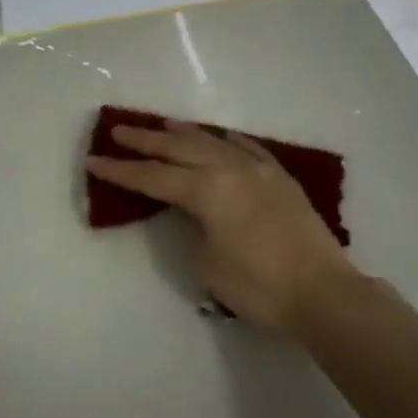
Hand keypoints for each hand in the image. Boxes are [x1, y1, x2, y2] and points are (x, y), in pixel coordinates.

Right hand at [85, 121, 356, 331]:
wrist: (323, 292)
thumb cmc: (259, 286)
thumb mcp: (208, 265)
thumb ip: (194, 230)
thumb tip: (195, 215)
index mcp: (207, 191)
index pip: (154, 178)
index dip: (122, 171)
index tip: (95, 160)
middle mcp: (230, 170)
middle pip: (180, 149)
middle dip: (147, 141)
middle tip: (119, 129)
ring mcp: (260, 170)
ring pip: (214, 142)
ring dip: (186, 134)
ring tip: (163, 125)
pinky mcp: (282, 179)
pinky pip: (249, 149)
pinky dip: (229, 141)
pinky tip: (221, 137)